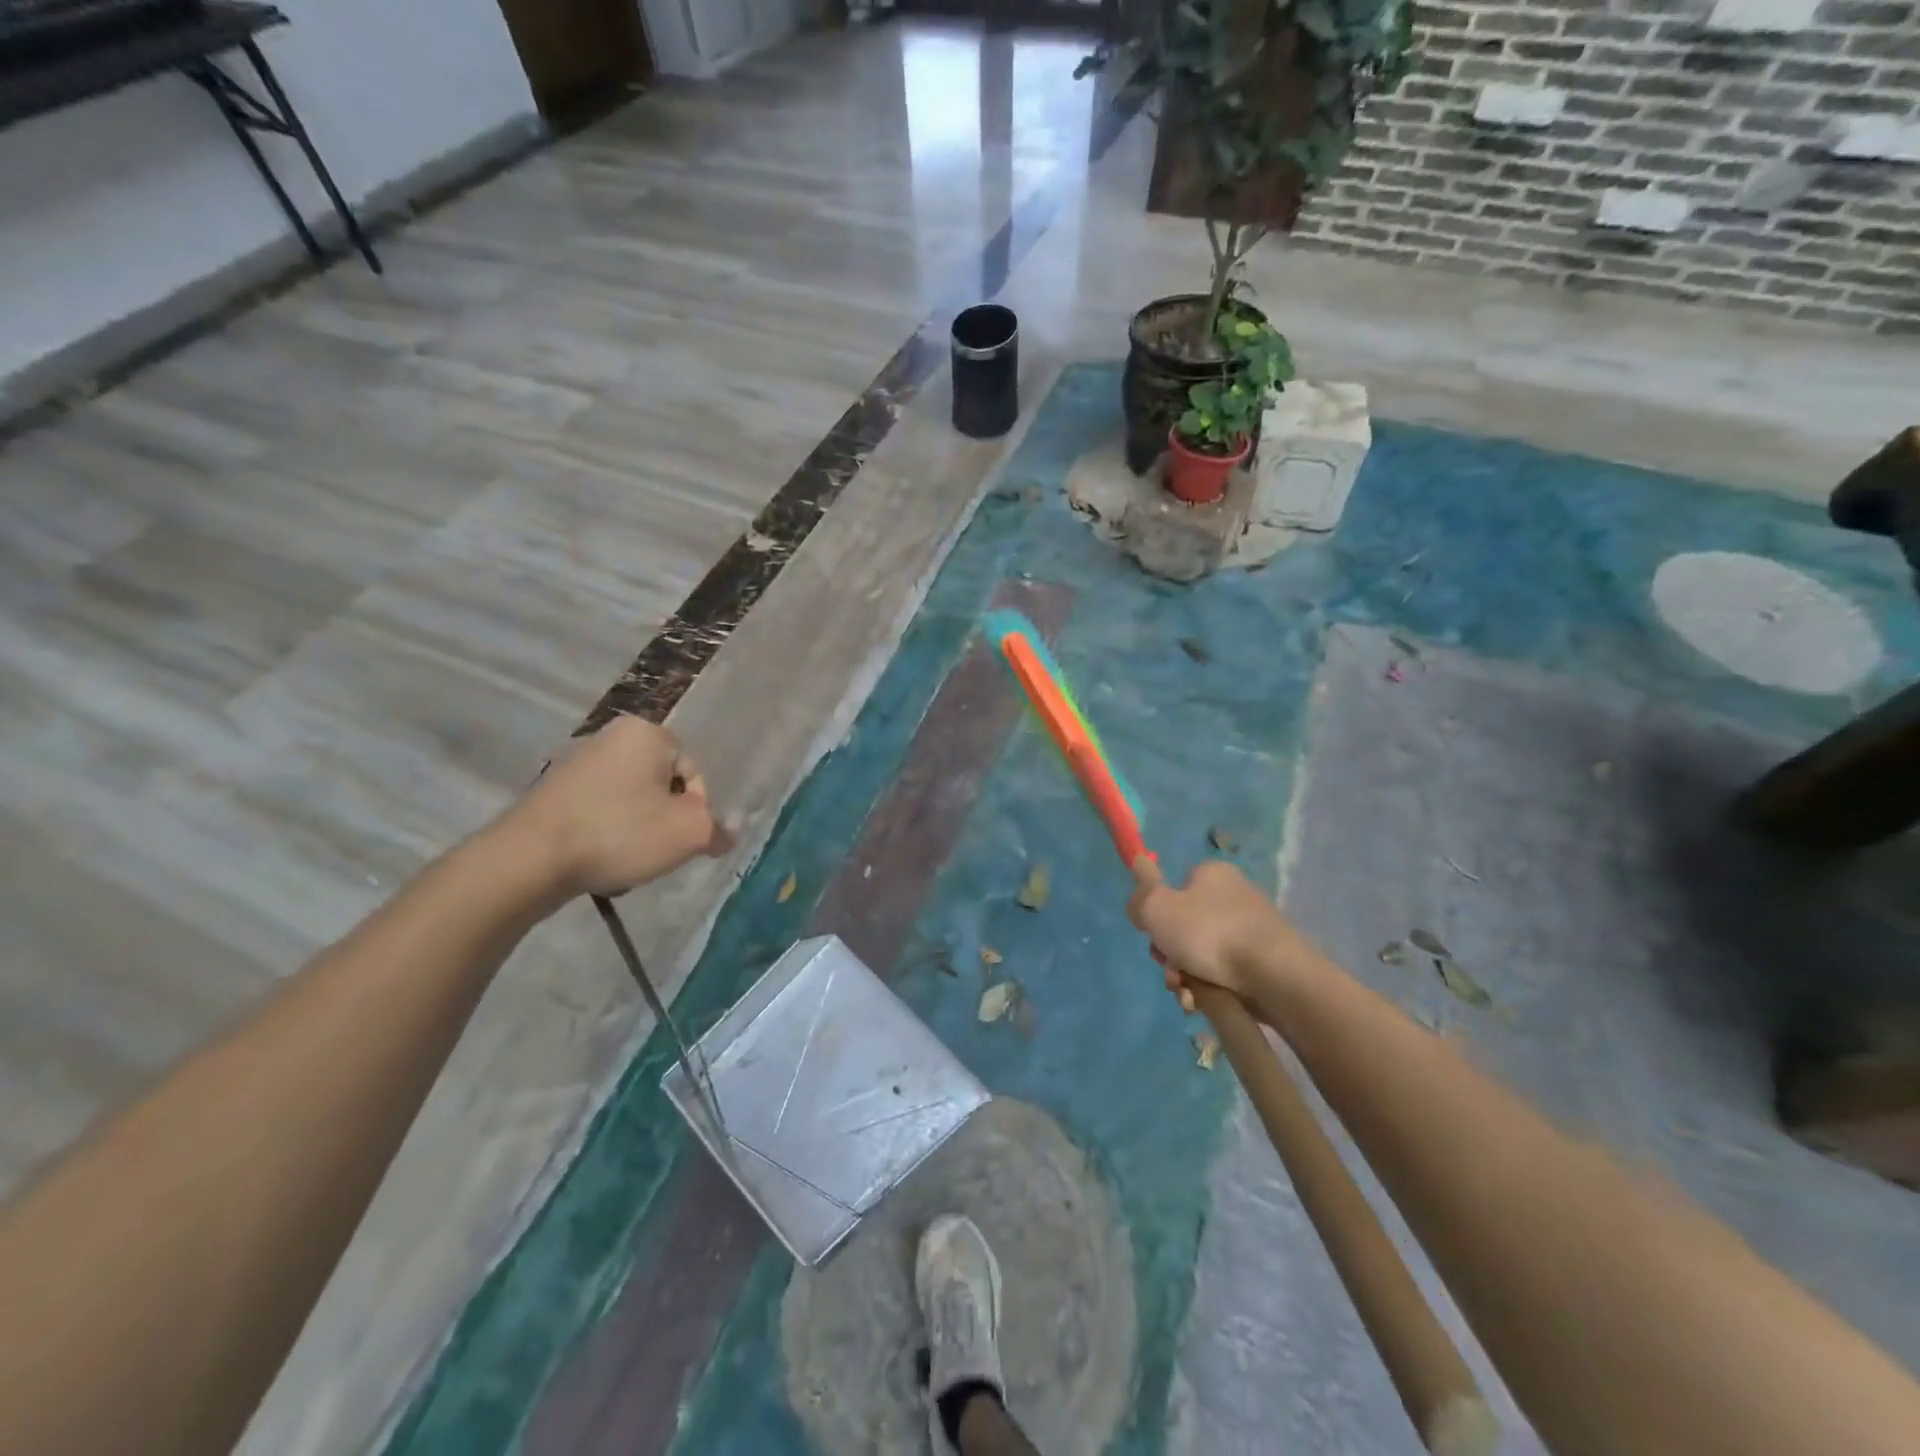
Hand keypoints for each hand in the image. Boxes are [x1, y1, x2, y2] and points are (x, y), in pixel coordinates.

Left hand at [508, 717, 733, 901]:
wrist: (529, 858)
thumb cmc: (619, 833)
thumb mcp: (688, 833)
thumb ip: (716, 829)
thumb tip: (723, 835)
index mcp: (647, 732)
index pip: (692, 775)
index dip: (694, 812)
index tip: (678, 840)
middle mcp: (611, 735)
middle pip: (661, 787)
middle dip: (663, 820)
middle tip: (654, 851)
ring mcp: (577, 761)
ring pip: (631, 801)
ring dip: (636, 830)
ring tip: (624, 859)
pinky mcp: (552, 789)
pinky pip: (598, 810)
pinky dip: (605, 833)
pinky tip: (597, 858)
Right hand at [1127, 857, 1303, 1010]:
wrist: (1274, 977)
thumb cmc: (1210, 934)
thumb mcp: (1158, 909)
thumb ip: (1141, 893)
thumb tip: (1138, 864)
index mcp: (1212, 875)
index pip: (1175, 889)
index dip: (1158, 915)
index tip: (1153, 936)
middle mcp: (1234, 896)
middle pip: (1184, 926)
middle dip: (1170, 955)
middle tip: (1171, 970)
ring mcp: (1251, 930)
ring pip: (1201, 954)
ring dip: (1184, 976)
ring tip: (1187, 995)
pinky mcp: (1264, 961)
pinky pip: (1224, 973)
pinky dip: (1208, 988)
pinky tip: (1202, 1003)